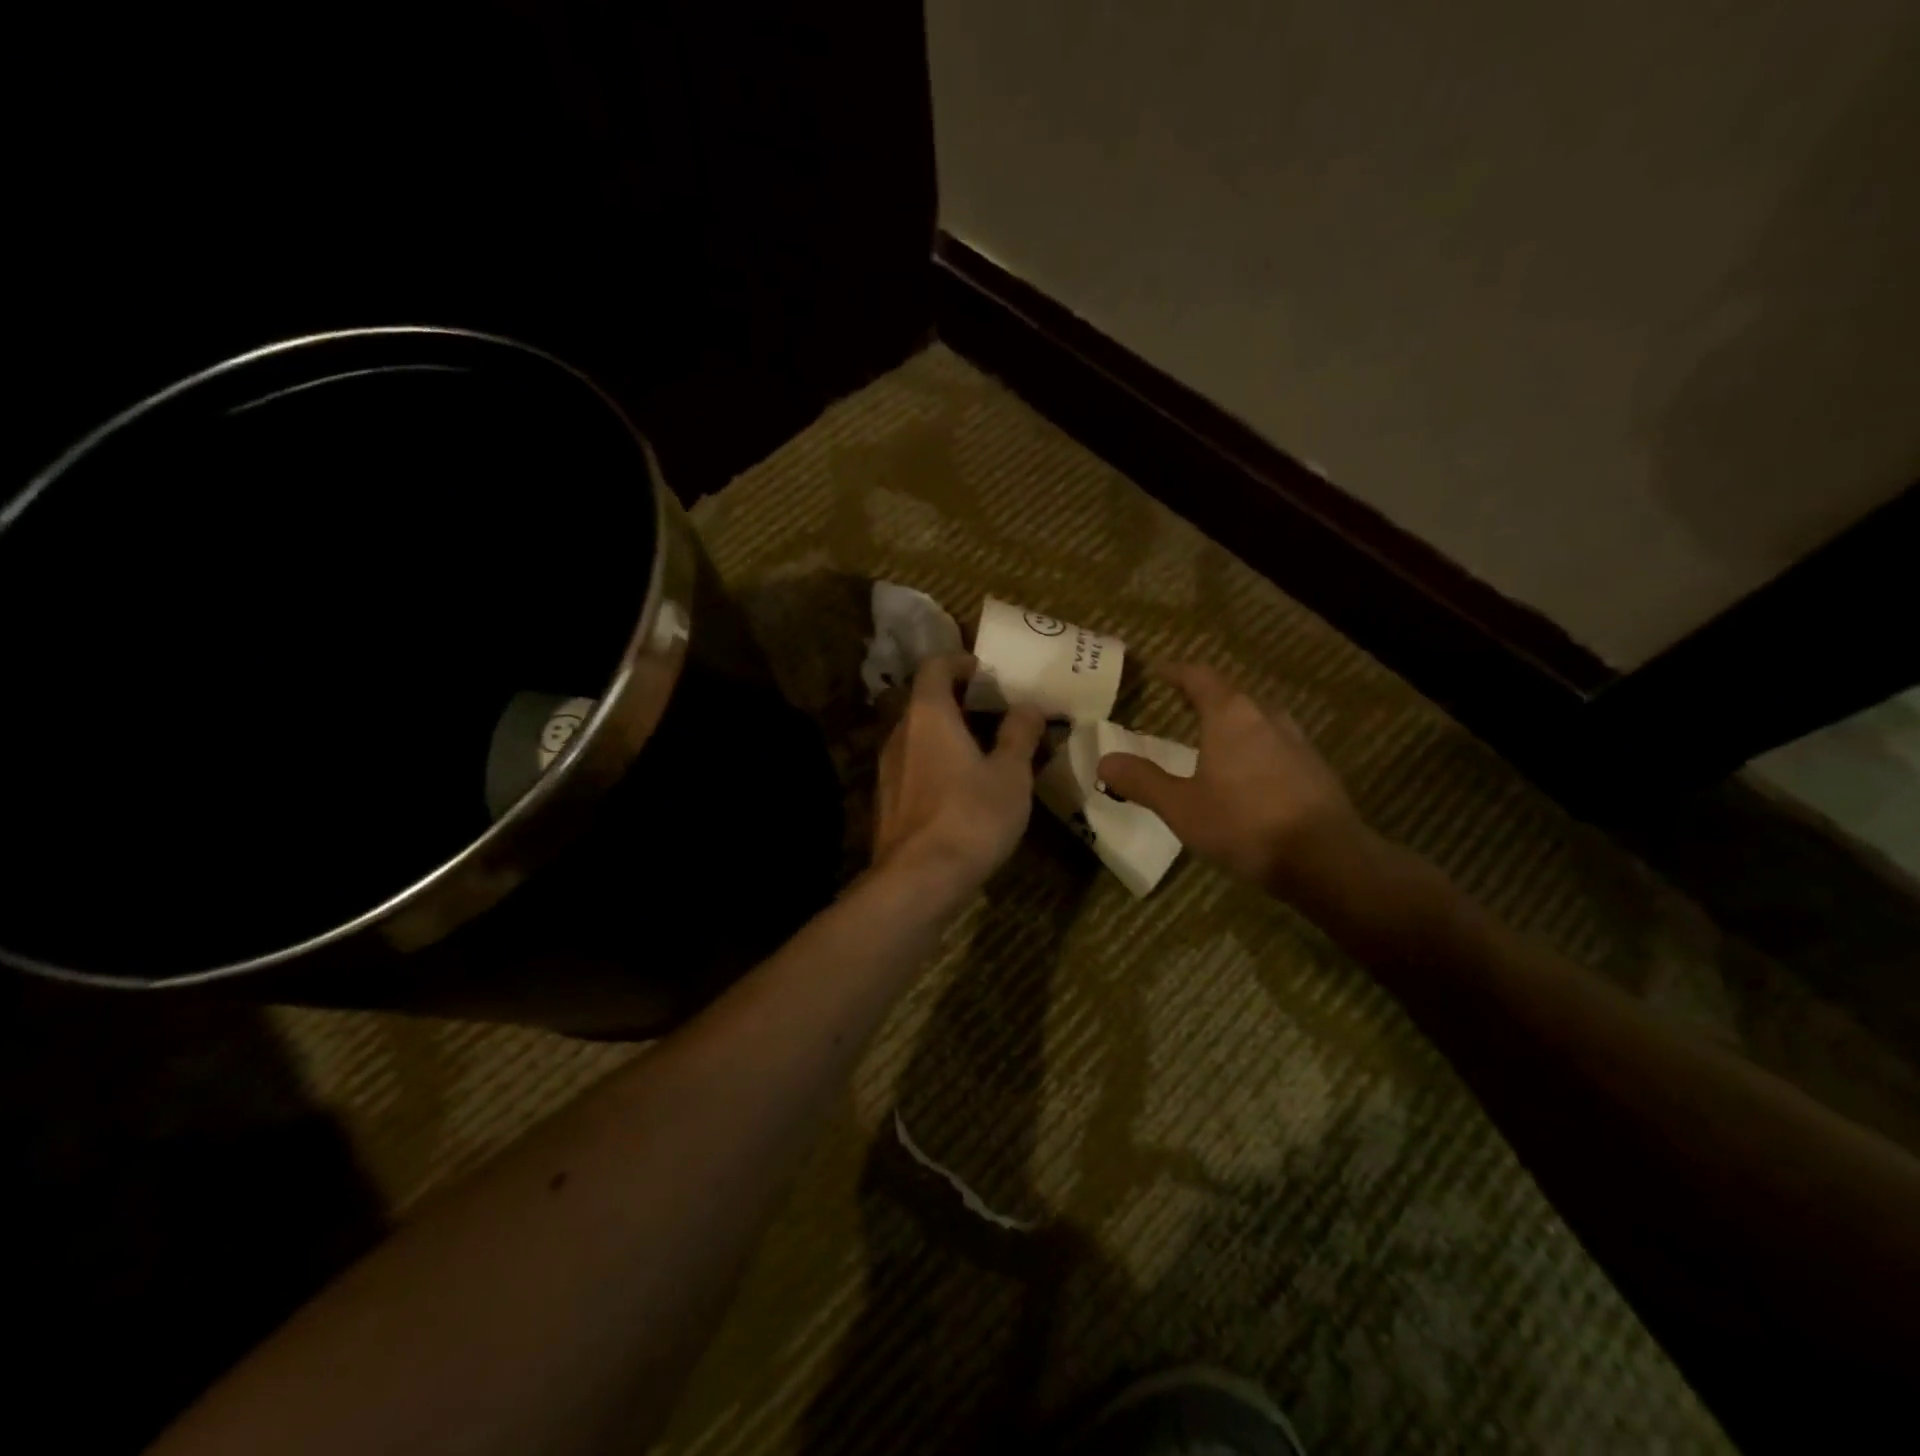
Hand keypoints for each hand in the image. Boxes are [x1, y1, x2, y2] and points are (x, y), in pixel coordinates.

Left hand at [873, 653, 1046, 899]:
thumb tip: (1028, 706)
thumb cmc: (971, 816)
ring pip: (919, 737)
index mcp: (928, 715)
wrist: (918, 881)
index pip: (935, 666)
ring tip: (987, 752)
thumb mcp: (1011, 774)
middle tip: (997, 712)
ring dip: (949, 735)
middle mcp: (900, 734)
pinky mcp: (887, 802)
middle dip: (961, 701)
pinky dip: (938, 764)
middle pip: (926, 702)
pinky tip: (964, 790)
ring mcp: (888, 770)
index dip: (961, 661)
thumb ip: (1019, 735)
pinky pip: (914, 767)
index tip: (987, 671)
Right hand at [1096, 662, 1373, 904]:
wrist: (1326, 859)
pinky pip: (1276, 746)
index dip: (1176, 671)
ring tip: (1213, 740)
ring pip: (1258, 721)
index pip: (1200, 677)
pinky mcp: (1316, 769)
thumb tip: (1105, 761)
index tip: (1158, 670)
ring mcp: (1298, 742)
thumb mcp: (1181, 807)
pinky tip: (1248, 776)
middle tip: (1180, 705)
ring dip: (1233, 724)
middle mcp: (1267, 718)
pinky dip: (1255, 749)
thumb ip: (1142, 781)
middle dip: (1205, 698)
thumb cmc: (1244, 824)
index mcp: (1231, 716)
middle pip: (1232, 696)